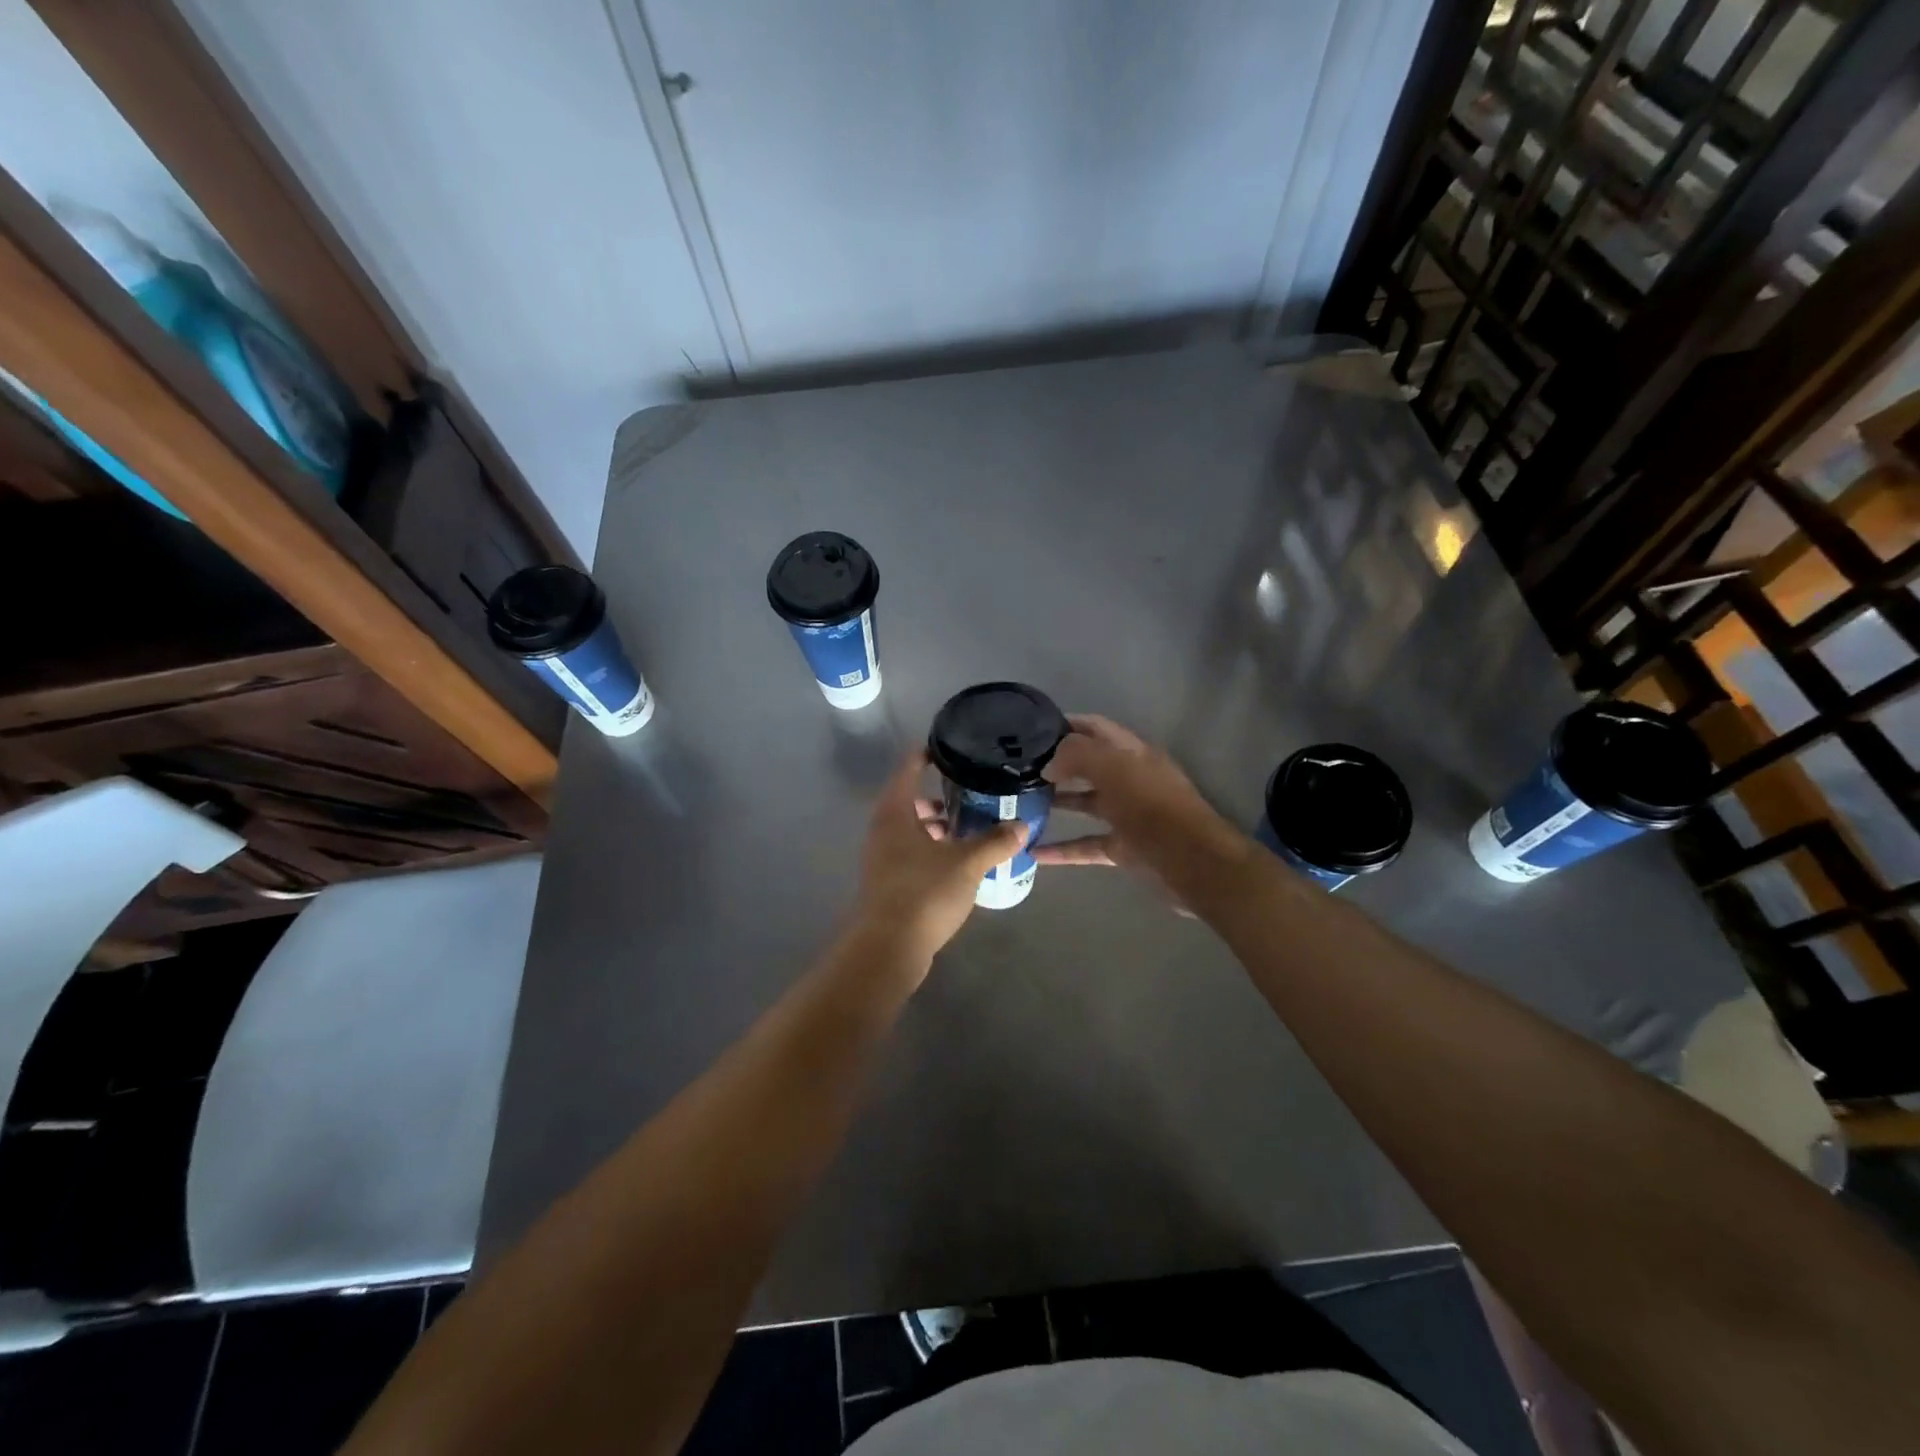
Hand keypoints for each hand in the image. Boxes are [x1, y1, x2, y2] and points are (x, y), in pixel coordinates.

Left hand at [853, 749, 1028, 966]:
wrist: (889, 948)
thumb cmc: (924, 892)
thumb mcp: (967, 863)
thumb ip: (995, 842)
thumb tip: (1022, 826)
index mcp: (895, 814)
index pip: (907, 770)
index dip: (926, 755)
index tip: (949, 747)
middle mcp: (883, 831)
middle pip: (909, 802)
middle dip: (939, 798)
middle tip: (971, 794)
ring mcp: (883, 860)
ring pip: (912, 832)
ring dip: (938, 828)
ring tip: (972, 830)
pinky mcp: (889, 885)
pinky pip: (913, 856)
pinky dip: (934, 851)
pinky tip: (960, 863)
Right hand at [1034, 715, 1248, 895]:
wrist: (1192, 861)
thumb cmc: (1152, 806)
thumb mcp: (1113, 768)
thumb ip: (1077, 756)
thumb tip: (1050, 764)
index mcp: (1132, 753)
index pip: (1095, 728)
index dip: (1066, 724)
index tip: (1031, 730)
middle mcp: (1130, 779)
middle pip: (1089, 766)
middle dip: (1057, 764)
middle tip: (1020, 768)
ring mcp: (1127, 815)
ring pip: (1086, 804)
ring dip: (1057, 803)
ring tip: (1022, 803)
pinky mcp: (1123, 848)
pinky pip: (1086, 845)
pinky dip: (1062, 849)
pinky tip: (1034, 852)